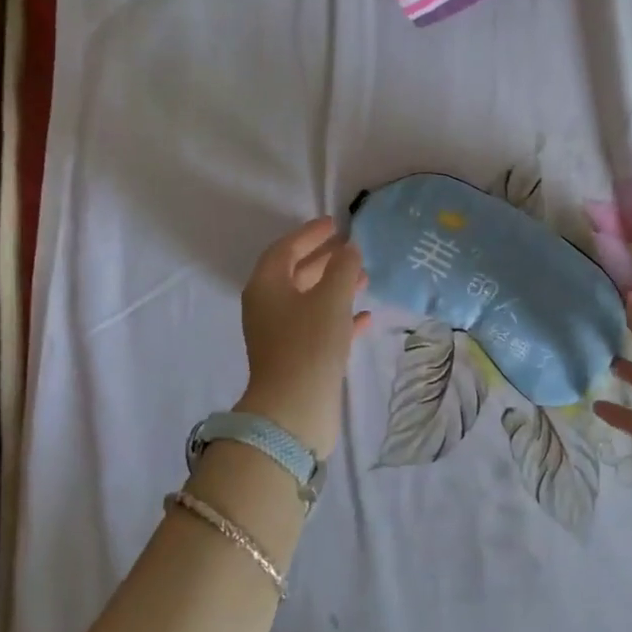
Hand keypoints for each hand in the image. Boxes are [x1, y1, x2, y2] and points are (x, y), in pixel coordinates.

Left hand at [236, 218, 370, 457]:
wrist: (295, 408)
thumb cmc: (309, 343)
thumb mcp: (331, 298)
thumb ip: (343, 268)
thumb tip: (349, 248)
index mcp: (266, 286)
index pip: (285, 249)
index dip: (309, 234)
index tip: (334, 223)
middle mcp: (268, 307)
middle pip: (295, 273)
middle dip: (324, 259)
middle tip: (351, 248)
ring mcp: (281, 334)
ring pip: (309, 300)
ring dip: (335, 286)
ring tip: (365, 278)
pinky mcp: (296, 357)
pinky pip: (318, 326)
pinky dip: (339, 316)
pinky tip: (364, 316)